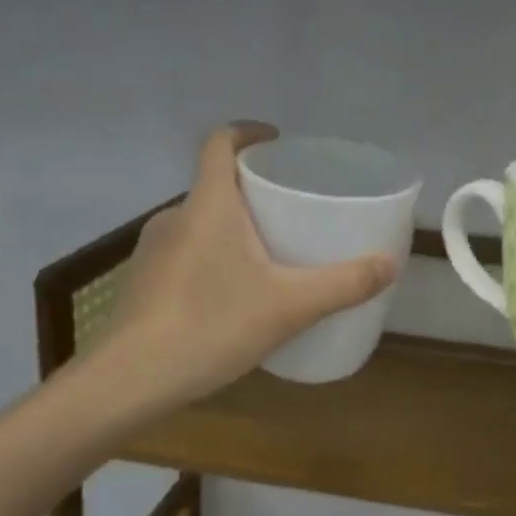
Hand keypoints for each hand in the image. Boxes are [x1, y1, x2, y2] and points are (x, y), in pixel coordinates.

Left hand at [90, 122, 397, 410]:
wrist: (126, 383)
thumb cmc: (210, 325)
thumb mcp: (290, 306)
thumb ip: (344, 284)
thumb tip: (390, 264)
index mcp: (208, 204)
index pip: (220, 142)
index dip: (248, 132)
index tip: (278, 143)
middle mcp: (174, 217)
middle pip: (215, 184)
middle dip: (253, 190)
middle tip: (290, 210)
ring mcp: (151, 251)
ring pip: (200, 222)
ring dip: (232, 227)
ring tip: (268, 256)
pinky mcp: (141, 283)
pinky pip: (184, 253)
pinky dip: (211, 258)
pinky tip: (231, 297)